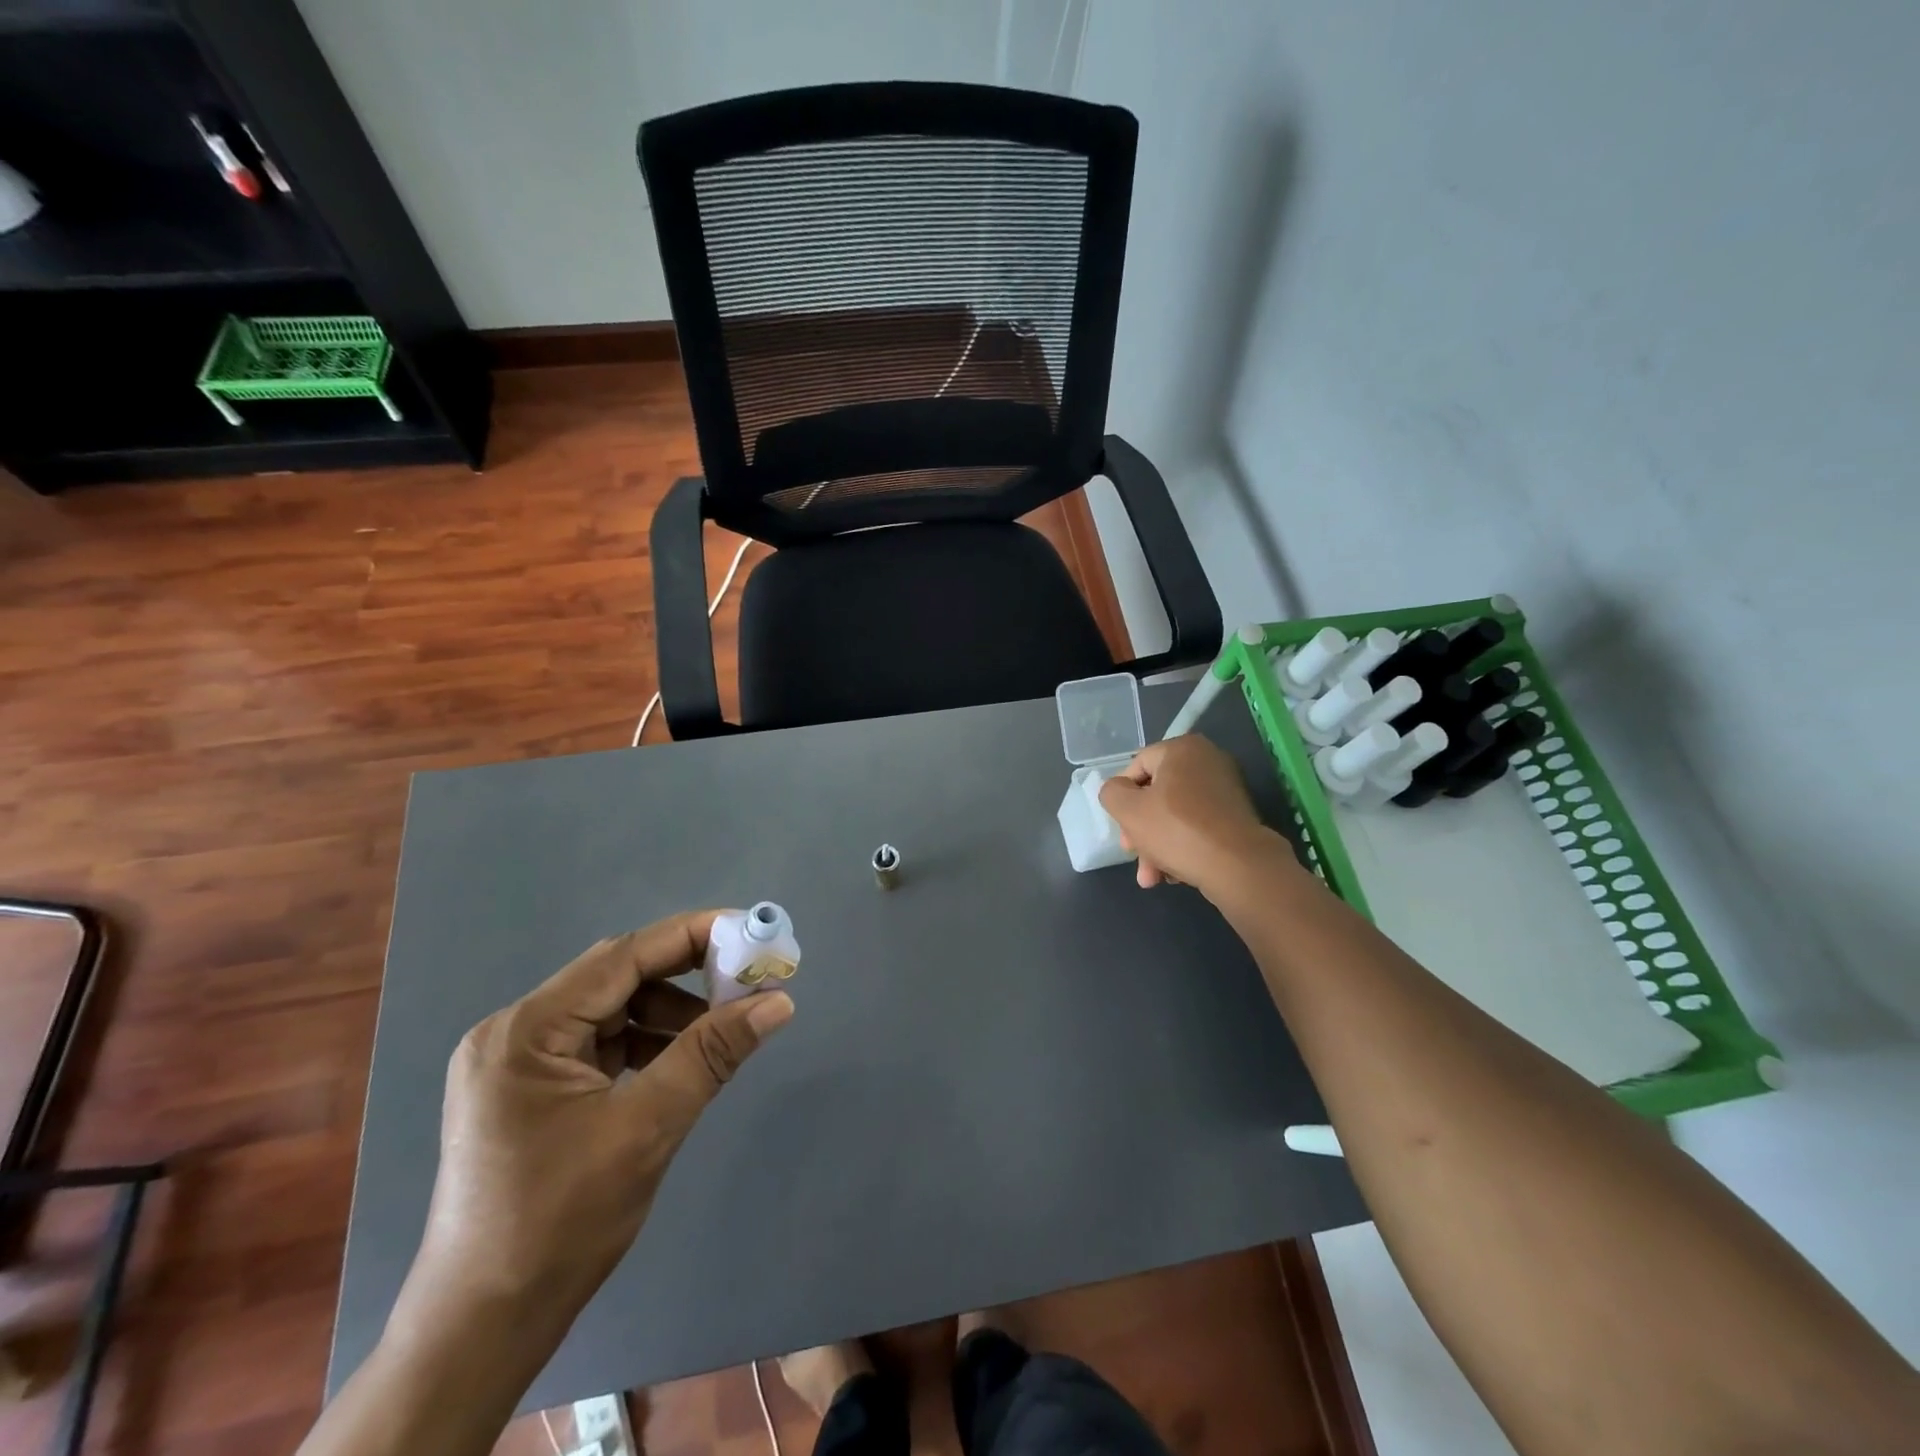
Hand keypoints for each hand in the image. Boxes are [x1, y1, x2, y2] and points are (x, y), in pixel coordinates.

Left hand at [403, 912, 793, 1340]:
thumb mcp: (648, 1127)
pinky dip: (645, 1043)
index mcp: (527, 1029)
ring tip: (719, 1033)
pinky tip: (678, 1063)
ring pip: (611, 1009)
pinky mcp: (528, 1088)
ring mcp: (516, 1060)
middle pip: (616, 977)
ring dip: (668, 1012)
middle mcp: (514, 1030)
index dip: (693, 935)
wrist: (481, 1329)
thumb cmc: (559, 1224)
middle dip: (686, 975)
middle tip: (746, 983)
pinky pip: (599, 1042)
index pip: (624, 955)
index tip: (752, 932)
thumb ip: (712, 1053)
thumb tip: (779, 1001)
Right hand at [1098, 735, 1286, 893]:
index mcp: (1182, 748)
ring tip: (1152, 877)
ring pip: (1175, 815)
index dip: (1122, 798)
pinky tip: (1174, 875)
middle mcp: (1207, 760)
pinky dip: (1182, 846)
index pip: (1136, 767)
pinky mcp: (1236, 816)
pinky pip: (1197, 826)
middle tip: (1133, 855)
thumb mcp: (1128, 810)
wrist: (1238, 867)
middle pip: (1156, 794)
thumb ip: (1111, 793)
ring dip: (1157, 846)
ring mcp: (1226, 789)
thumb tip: (1119, 792)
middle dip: (1140, 830)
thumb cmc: (1177, 830)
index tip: (1121, 828)